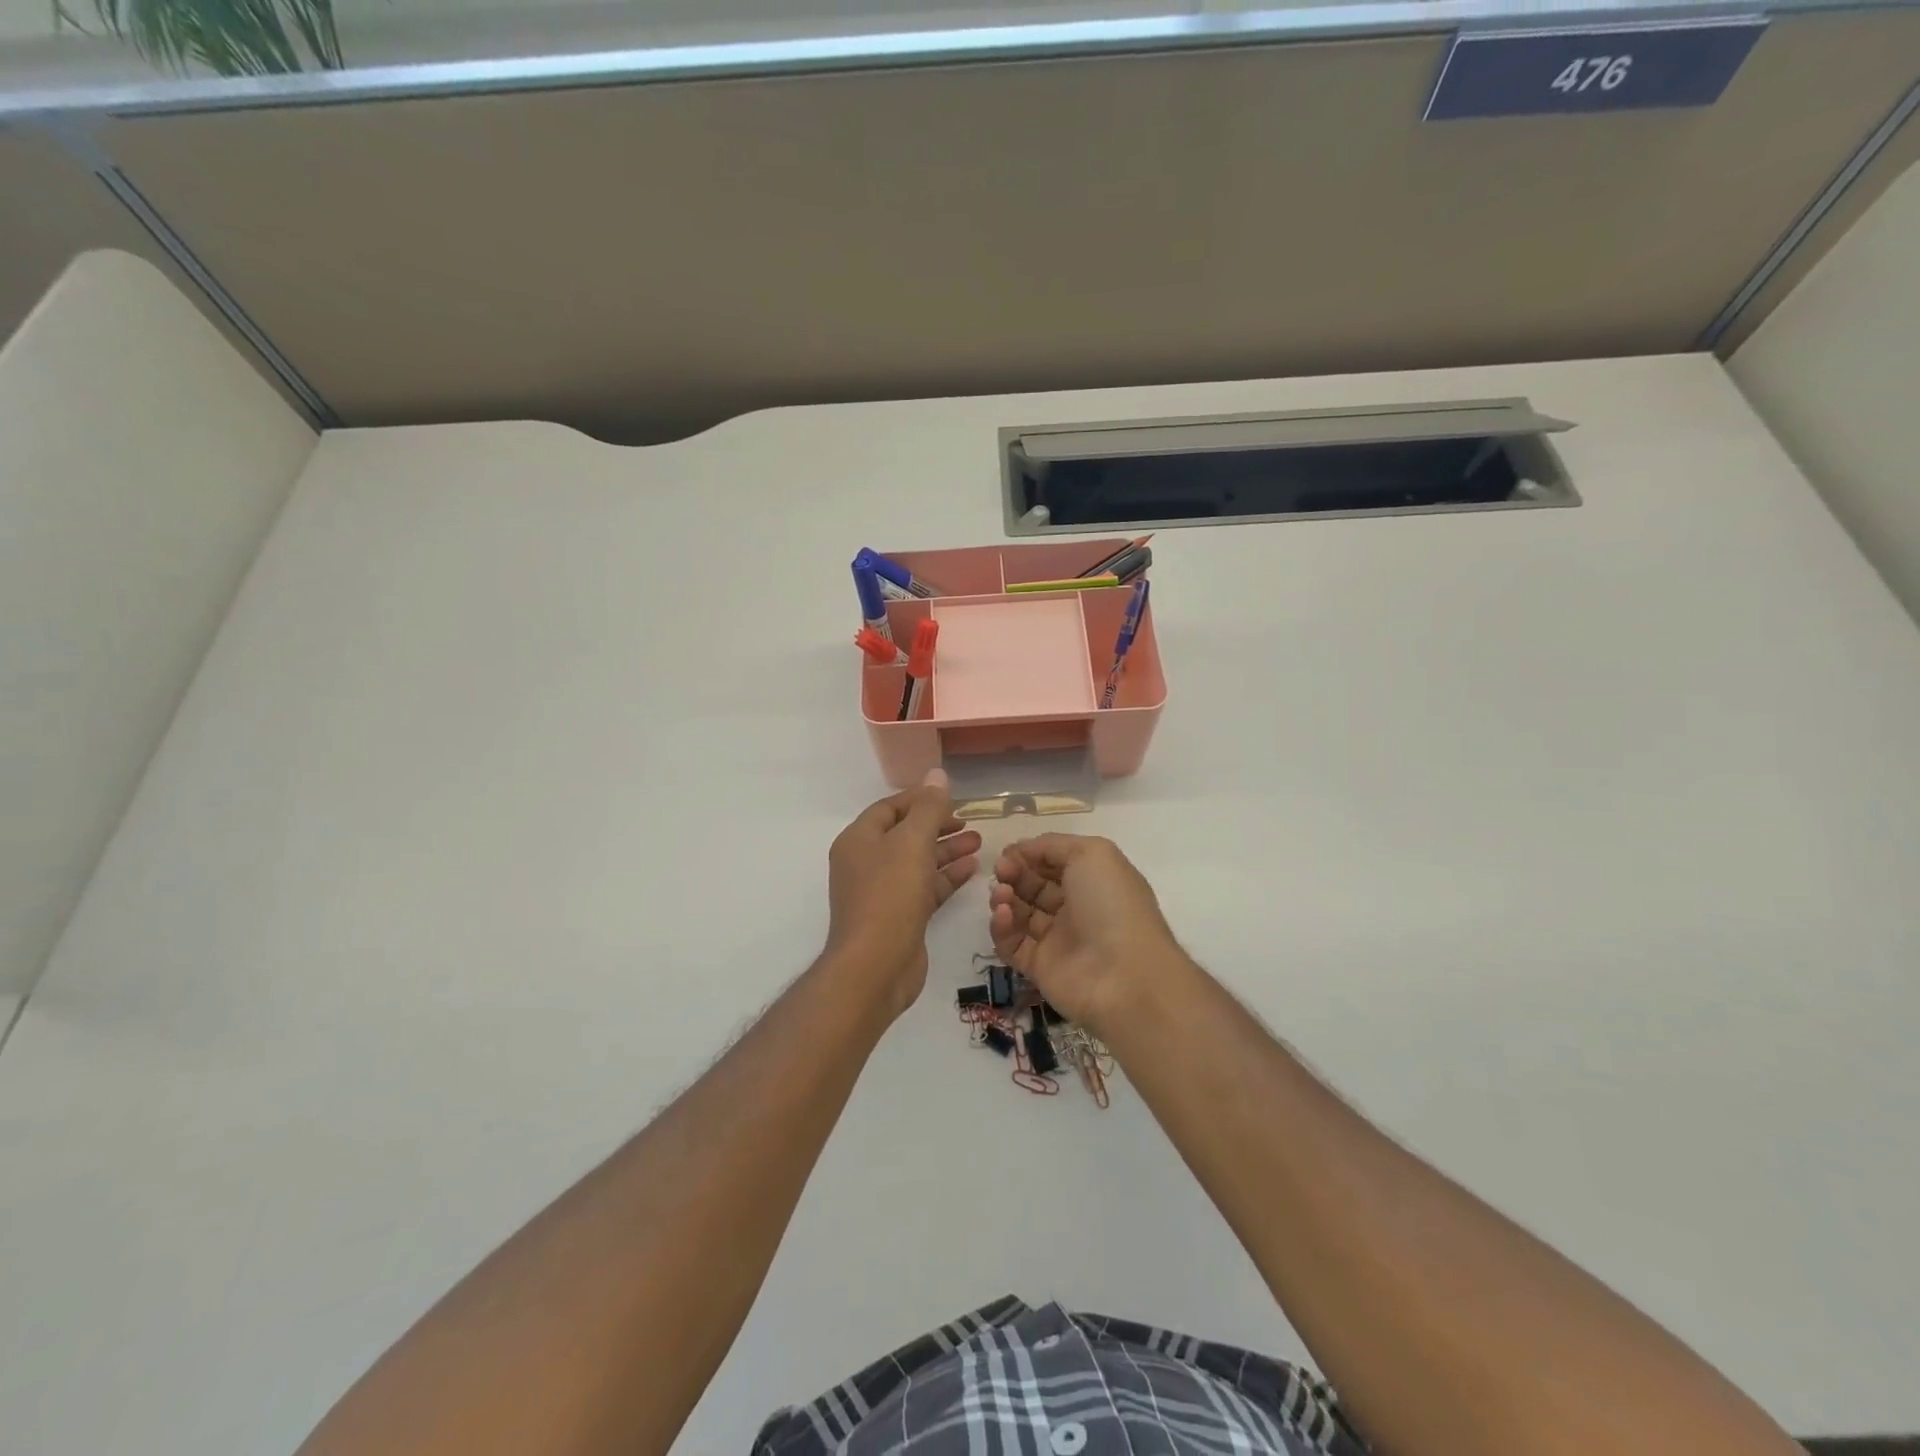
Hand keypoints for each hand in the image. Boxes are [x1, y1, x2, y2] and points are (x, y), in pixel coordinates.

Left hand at [826, 769, 981, 1013]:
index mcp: (859, 839)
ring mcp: (882, 891)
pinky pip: (924, 887)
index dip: (921, 799)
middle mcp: (866, 862)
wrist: (875, 967)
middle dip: (938, 825)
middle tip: (970, 822)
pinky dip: (946, 876)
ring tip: (979, 842)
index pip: (891, 807)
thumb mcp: (912, 842)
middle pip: (905, 833)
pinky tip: (972, 869)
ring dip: (946, 850)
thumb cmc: (890, 895)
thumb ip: (928, 808)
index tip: (953, 798)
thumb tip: (937, 773)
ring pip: (918, 861)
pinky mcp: (899, 916)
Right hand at [988, 834, 1184, 1031]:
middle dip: (1013, 874)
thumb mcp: (1092, 854)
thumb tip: (1022, 850)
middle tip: (1001, 872)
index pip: (1053, 862)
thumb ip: (1053, 845)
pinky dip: (1002, 927)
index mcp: (1092, 880)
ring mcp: (1057, 939)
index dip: (1029, 854)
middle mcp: (1075, 907)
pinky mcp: (1039, 967)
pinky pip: (1012, 944)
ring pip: (1020, 913)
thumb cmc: (1111, 904)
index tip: (1008, 853)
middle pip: (1033, 885)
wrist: (1124, 976)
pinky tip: (1004, 916)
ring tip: (1001, 894)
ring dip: (1004, 898)